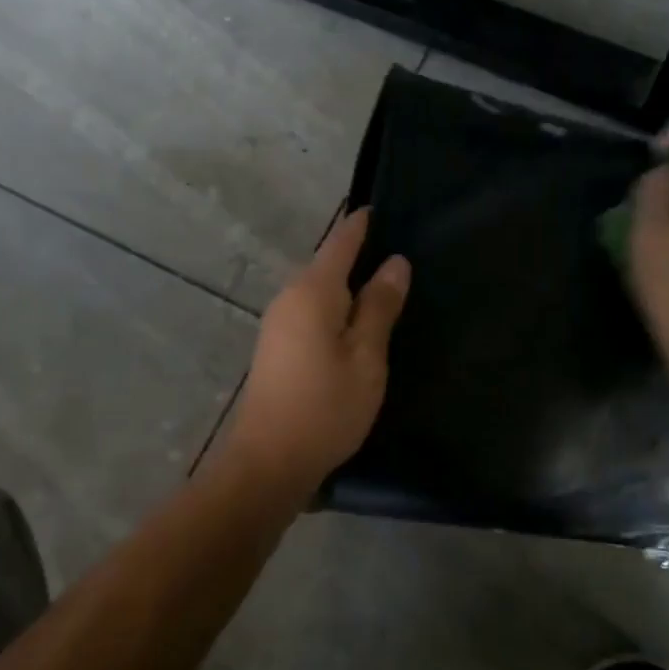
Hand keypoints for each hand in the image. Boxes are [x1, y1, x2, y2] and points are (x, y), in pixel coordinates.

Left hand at [221, 209, 409, 496]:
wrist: (269, 461)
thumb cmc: (325, 407)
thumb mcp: (366, 357)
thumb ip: (379, 307)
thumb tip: (394, 262)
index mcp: (312, 292)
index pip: (340, 242)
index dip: (362, 225)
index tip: (383, 208)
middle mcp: (289, 298)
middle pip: (327, 265)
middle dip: (358, 254)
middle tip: (398, 250)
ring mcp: (278, 324)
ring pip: (318, 291)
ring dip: (347, 285)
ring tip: (385, 285)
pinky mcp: (276, 348)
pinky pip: (311, 312)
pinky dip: (335, 308)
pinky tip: (356, 322)